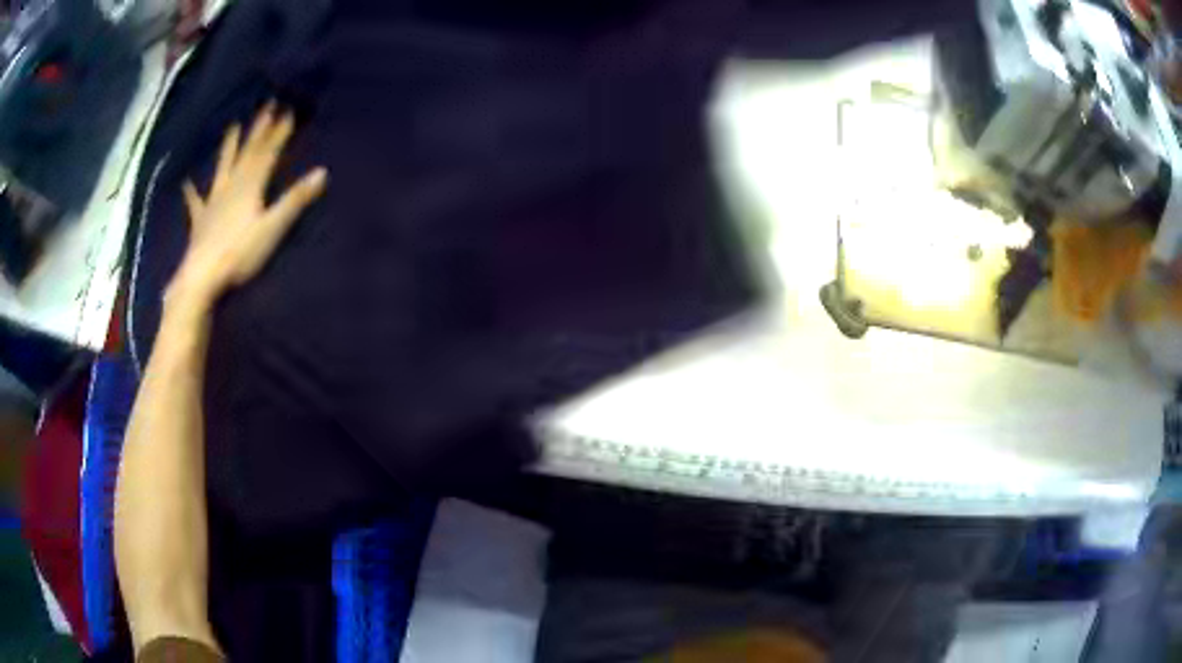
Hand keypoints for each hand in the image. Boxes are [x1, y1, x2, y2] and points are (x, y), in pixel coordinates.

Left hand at [169, 103, 327, 307]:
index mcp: (250, 186)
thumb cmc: (240, 254)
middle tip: (266, 106)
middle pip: (247, 153)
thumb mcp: (272, 227)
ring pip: (223, 167)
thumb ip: (295, 200)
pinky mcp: (201, 220)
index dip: (279, 132)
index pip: (268, 152)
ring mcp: (213, 202)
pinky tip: (186, 183)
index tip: (288, 110)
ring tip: (233, 127)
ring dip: (229, 146)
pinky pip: (195, 202)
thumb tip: (322, 172)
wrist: (202, 277)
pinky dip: (191, 192)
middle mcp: (231, 186)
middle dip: (258, 130)